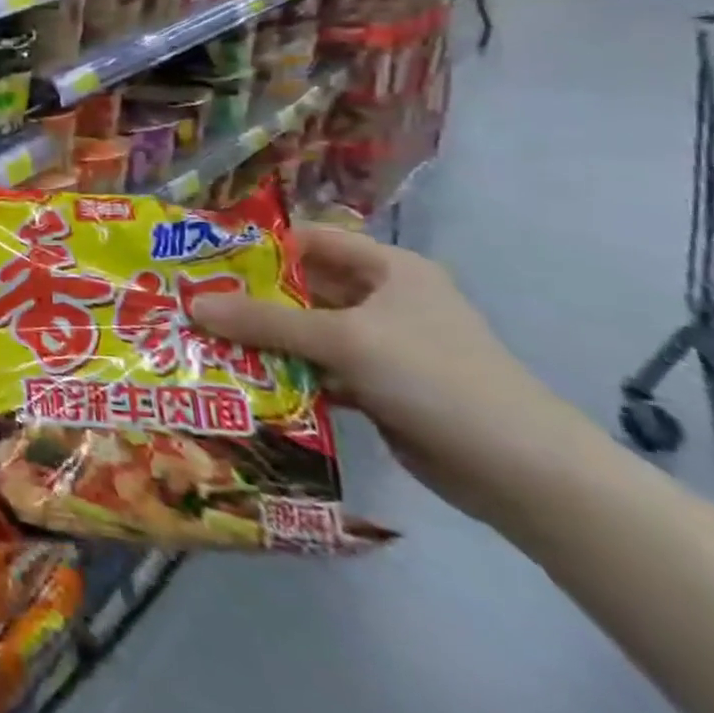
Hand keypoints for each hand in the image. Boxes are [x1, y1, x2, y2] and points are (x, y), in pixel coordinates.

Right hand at [189, 224, 579, 524]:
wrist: (523, 472)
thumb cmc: (434, 377)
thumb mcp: (343, 339)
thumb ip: (264, 321)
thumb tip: (192, 305)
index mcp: (388, 269)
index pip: (310, 240)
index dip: (258, 246)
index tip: (204, 260)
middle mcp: (384, 300)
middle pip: (302, 287)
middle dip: (249, 297)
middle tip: (190, 303)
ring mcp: (382, 346)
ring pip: (306, 331)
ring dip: (262, 338)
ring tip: (203, 340)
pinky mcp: (378, 386)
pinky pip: (317, 368)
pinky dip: (284, 372)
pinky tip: (241, 378)